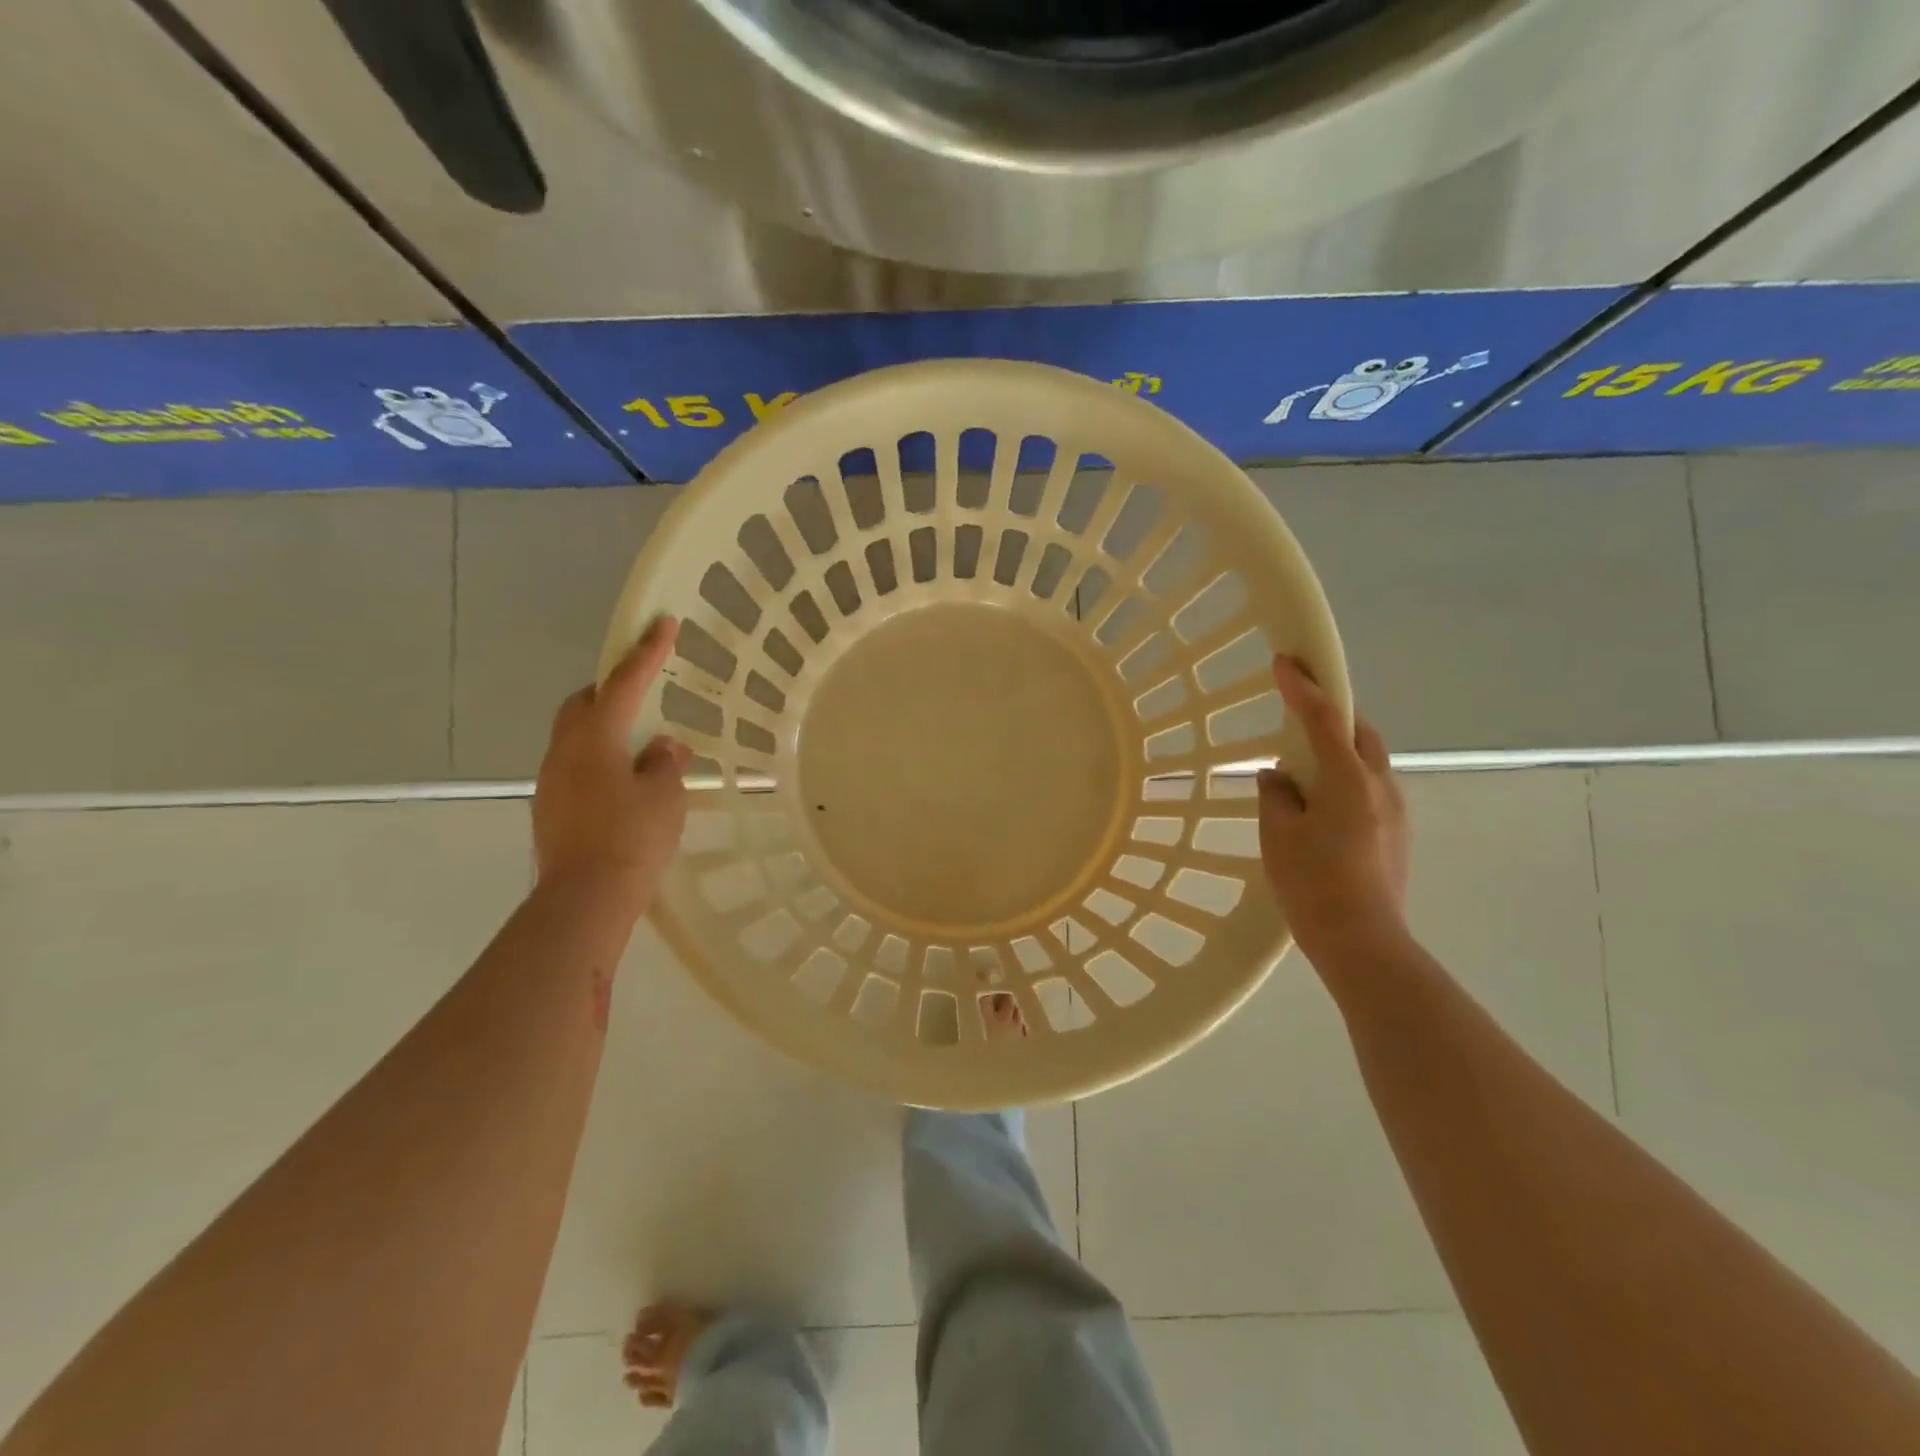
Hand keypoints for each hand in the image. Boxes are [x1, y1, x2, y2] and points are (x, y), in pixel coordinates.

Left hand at [533, 616, 690, 915]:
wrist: (585, 899)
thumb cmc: (633, 838)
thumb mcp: (666, 796)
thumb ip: (665, 763)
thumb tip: (661, 748)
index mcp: (595, 738)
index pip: (625, 683)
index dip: (647, 652)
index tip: (662, 623)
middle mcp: (565, 751)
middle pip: (584, 703)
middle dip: (612, 690)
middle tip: (643, 692)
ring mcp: (552, 781)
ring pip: (577, 736)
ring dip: (606, 729)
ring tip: (641, 747)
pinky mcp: (551, 808)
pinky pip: (577, 767)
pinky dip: (601, 761)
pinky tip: (626, 785)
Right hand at [1257, 656, 1409, 961]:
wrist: (1363, 942)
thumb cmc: (1313, 885)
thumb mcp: (1278, 836)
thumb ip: (1276, 796)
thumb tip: (1279, 777)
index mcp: (1349, 781)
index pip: (1323, 719)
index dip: (1302, 687)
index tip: (1284, 661)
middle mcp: (1381, 786)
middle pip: (1359, 732)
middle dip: (1332, 713)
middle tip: (1299, 709)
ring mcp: (1396, 810)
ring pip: (1367, 760)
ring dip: (1339, 748)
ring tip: (1304, 764)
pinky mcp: (1397, 833)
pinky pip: (1370, 787)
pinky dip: (1346, 777)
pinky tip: (1321, 802)